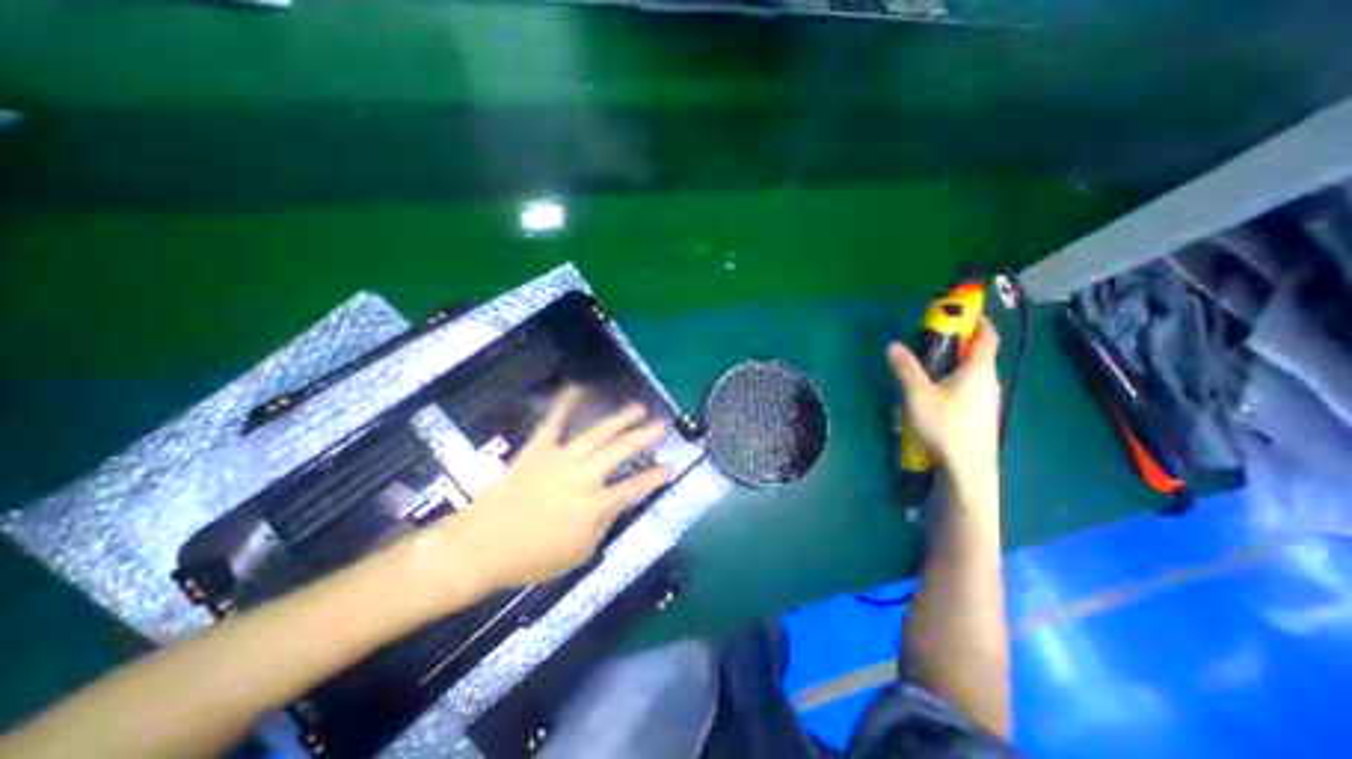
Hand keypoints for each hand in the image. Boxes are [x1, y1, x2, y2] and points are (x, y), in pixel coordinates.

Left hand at [448, 389, 670, 589]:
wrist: (482, 546)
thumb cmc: (532, 558)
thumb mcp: (579, 554)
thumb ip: (603, 526)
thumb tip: (616, 505)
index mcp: (595, 505)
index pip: (635, 487)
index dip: (656, 476)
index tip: (672, 465)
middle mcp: (583, 476)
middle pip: (620, 451)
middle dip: (644, 436)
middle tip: (660, 424)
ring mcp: (561, 459)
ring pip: (597, 433)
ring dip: (619, 419)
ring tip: (636, 407)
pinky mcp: (539, 449)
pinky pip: (554, 422)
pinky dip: (564, 403)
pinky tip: (576, 386)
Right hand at [889, 317, 1002, 476]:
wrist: (967, 469)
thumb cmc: (945, 426)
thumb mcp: (917, 394)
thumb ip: (905, 368)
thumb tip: (893, 345)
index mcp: (979, 369)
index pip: (987, 336)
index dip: (978, 320)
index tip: (961, 312)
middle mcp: (989, 381)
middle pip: (979, 354)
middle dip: (959, 342)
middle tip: (931, 341)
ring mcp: (987, 400)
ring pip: (973, 373)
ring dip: (955, 364)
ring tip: (928, 367)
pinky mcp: (981, 416)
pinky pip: (970, 389)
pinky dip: (955, 381)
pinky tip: (934, 395)